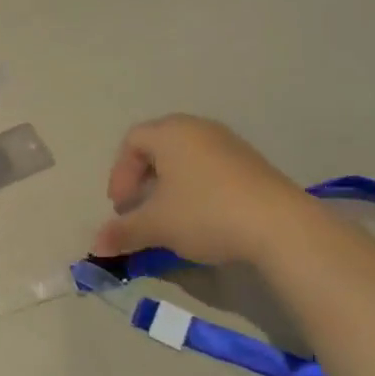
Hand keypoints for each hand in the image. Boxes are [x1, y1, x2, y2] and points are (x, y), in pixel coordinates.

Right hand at [91, 115, 306, 266]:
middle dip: (143, 177)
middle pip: (159, 145)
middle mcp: (198, 128)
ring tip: (170, 215)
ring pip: (186, 157)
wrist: (279, 225)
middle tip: (139, 207)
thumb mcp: (157, 226)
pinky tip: (202, 216)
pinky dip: (196, 186)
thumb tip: (95, 246)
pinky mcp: (252, 163)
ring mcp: (229, 143)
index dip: (119, 174)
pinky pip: (211, 167)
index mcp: (171, 133)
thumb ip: (123, 232)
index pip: (132, 141)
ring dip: (170, 184)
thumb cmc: (205, 214)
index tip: (121, 207)